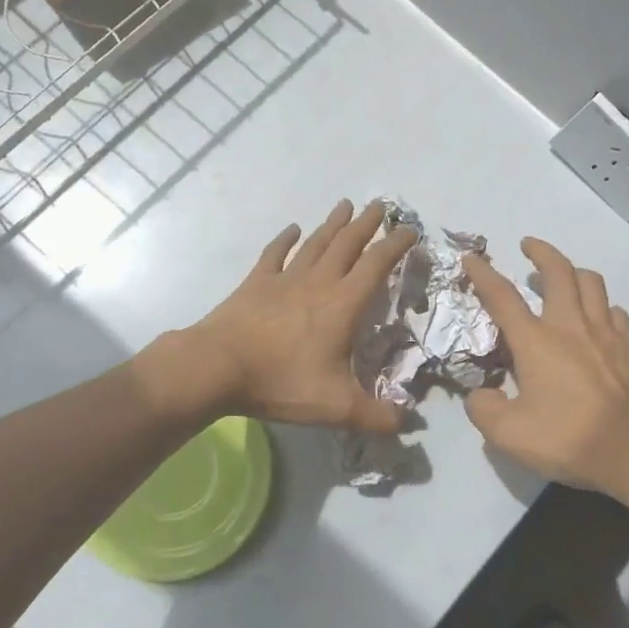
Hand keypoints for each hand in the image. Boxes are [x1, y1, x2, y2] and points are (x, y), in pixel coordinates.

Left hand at [188, 200, 417, 431]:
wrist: (217, 366)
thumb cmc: (281, 382)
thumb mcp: (335, 406)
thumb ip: (376, 415)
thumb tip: (410, 422)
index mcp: (342, 304)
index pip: (376, 265)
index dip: (396, 245)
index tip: (410, 230)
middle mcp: (317, 282)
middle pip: (347, 244)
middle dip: (367, 224)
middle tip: (381, 205)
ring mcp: (284, 279)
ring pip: (315, 243)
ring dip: (332, 224)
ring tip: (345, 205)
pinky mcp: (256, 283)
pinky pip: (274, 254)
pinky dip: (285, 240)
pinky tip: (292, 229)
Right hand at [462, 237, 628, 499]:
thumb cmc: (571, 440)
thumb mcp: (510, 436)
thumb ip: (484, 410)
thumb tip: (479, 394)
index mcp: (537, 342)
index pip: (502, 297)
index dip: (484, 274)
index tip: (472, 257)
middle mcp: (571, 326)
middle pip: (558, 271)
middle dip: (540, 251)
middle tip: (528, 245)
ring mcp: (607, 333)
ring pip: (591, 283)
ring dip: (573, 271)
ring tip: (563, 277)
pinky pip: (615, 310)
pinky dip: (601, 305)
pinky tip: (597, 317)